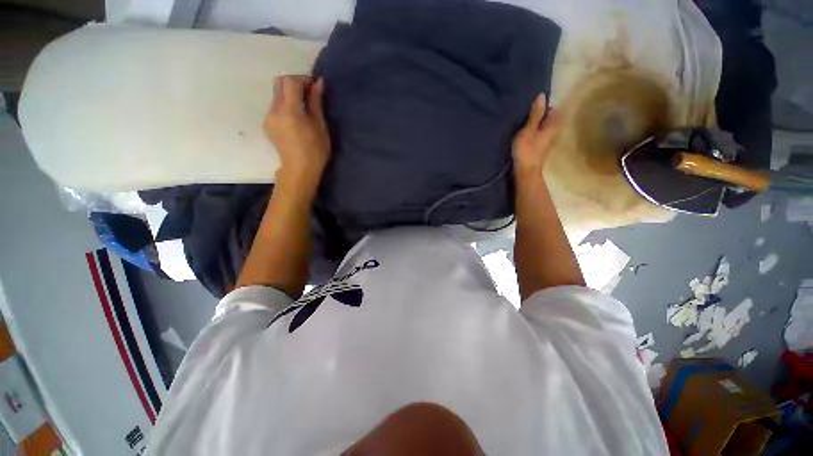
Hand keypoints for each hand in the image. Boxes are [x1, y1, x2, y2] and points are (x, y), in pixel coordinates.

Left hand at [264, 75, 330, 186]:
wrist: (299, 170)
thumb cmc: (315, 151)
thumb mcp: (319, 126)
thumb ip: (316, 102)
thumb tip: (318, 82)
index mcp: (289, 110)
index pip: (290, 81)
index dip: (303, 79)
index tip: (314, 85)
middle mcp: (274, 110)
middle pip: (279, 83)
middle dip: (294, 82)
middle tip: (309, 92)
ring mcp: (268, 117)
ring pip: (276, 95)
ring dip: (289, 94)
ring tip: (304, 106)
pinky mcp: (267, 125)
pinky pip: (275, 106)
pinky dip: (285, 104)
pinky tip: (296, 117)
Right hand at [512, 94, 559, 175]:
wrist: (525, 171)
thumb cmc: (527, 150)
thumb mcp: (529, 130)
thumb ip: (535, 114)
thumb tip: (542, 96)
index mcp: (553, 125)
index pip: (552, 110)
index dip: (543, 107)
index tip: (531, 108)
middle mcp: (553, 131)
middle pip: (547, 119)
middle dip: (538, 115)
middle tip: (525, 114)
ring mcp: (547, 140)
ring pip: (542, 127)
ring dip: (534, 124)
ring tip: (522, 123)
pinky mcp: (540, 147)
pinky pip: (538, 134)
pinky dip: (532, 132)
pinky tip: (523, 133)